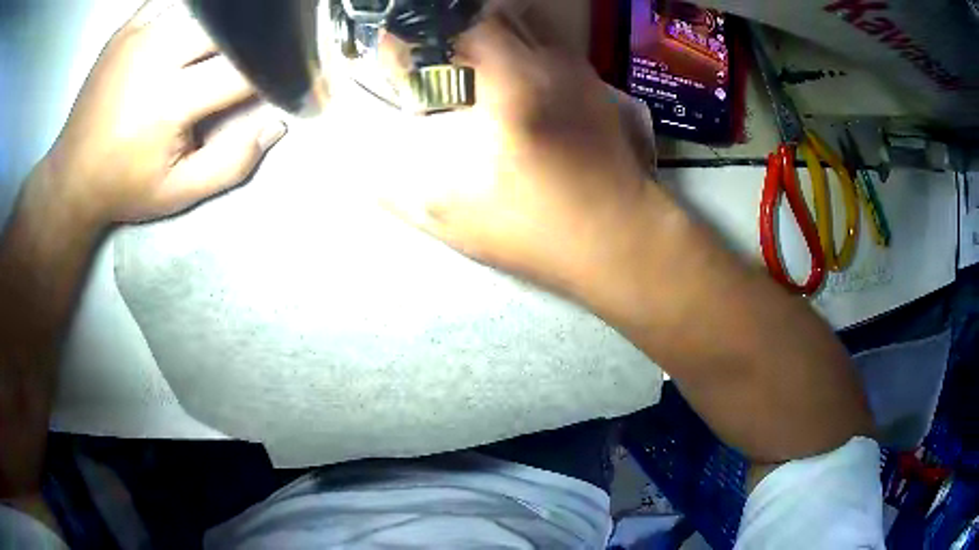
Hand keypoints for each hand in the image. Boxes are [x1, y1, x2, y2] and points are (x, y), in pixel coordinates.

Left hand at [40, 0, 286, 225]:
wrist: (70, 179)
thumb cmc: (124, 187)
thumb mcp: (178, 193)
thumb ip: (231, 163)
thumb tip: (277, 123)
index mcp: (168, 103)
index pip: (241, 70)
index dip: (274, 72)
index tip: (289, 77)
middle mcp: (154, 56)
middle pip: (226, 27)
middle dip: (253, 40)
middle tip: (260, 53)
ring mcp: (139, 34)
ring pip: (204, 7)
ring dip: (225, 21)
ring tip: (231, 39)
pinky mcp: (128, 26)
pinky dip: (195, 9)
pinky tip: (202, 23)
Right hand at [377, 11, 654, 298]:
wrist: (619, 238)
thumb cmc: (537, 230)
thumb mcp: (452, 214)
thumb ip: (393, 182)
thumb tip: (356, 158)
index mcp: (509, 82)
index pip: (451, 26)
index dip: (414, 38)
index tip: (399, 61)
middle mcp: (546, 60)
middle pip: (487, 15)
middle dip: (449, 34)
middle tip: (434, 66)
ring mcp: (575, 67)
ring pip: (522, 22)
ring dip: (487, 35)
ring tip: (469, 68)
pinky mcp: (592, 81)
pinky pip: (548, 42)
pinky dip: (520, 46)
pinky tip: (510, 80)